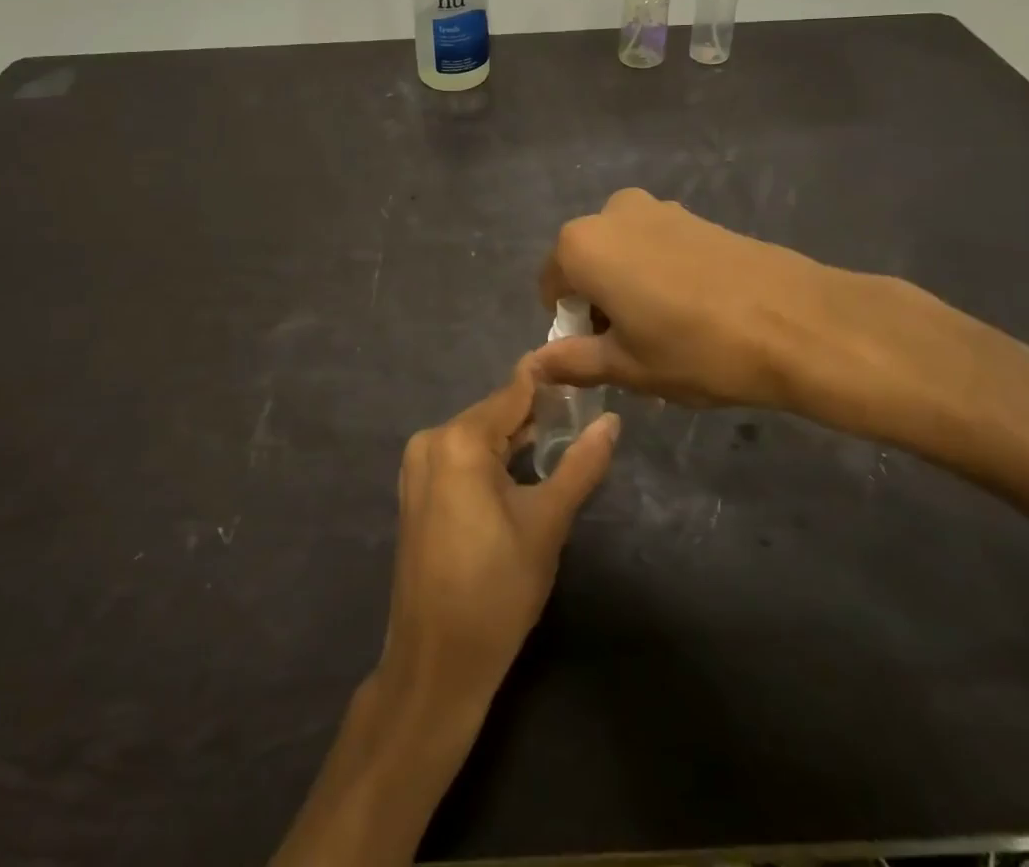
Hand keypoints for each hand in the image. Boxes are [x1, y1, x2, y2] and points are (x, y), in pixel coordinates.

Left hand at [376, 355, 618, 715]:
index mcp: (459, 440)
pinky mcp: (416, 489)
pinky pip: (461, 457)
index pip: (512, 393)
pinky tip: (523, 466)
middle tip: (583, 411)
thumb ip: (580, 465)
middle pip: (494, 414)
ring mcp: (418, 465)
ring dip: (515, 437)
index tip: (581, 366)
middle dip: (535, 414)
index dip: (547, 380)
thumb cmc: (497, 590)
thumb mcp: (547, 524)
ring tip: (563, 436)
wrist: (436, 662)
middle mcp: (431, 440)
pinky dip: (492, 457)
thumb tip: (612, 421)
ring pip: (478, 436)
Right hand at [536, 188, 973, 447]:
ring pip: (624, 254)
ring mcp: (658, 208)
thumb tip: (534, 365)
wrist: (798, 322)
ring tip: (670, 331)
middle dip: (600, 302)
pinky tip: (697, 310)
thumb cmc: (696, 348)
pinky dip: (660, 274)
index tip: (600, 355)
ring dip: (630, 288)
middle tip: (635, 347)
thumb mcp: (627, 367)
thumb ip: (573, 361)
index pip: (552, 286)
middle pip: (587, 263)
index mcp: (582, 245)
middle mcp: (612, 213)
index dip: (569, 325)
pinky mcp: (696, 216)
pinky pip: (657, 246)